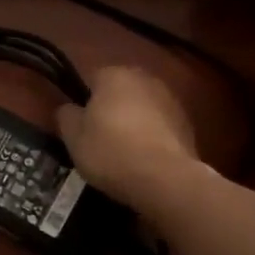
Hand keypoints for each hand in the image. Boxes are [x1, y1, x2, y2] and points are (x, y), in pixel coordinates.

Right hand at [56, 65, 204, 209]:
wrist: (164, 179)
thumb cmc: (109, 151)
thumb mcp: (73, 137)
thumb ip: (67, 116)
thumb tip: (70, 109)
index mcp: (114, 75)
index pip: (91, 78)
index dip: (83, 100)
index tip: (80, 124)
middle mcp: (145, 79)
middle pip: (120, 90)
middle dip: (111, 108)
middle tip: (99, 136)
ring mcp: (171, 100)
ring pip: (142, 107)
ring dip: (134, 121)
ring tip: (123, 151)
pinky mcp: (188, 124)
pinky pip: (160, 126)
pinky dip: (152, 136)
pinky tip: (144, 159)